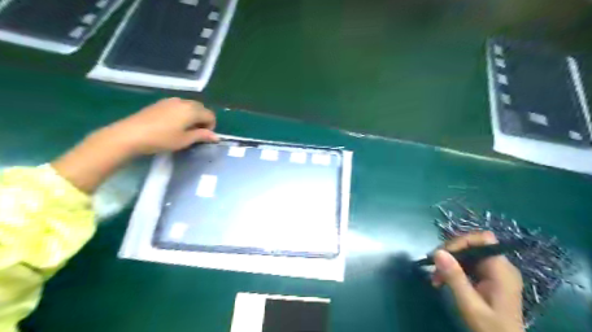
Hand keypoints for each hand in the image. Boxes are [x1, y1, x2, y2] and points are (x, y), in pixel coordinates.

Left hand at [53, 97, 217, 192]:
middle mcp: (183, 102)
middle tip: (195, 134)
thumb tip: (216, 137)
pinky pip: (179, 106)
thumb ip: (202, 136)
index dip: (211, 126)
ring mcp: (171, 101)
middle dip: (202, 120)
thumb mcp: (185, 140)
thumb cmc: (162, 139)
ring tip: (184, 130)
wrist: (130, 134)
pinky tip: (172, 125)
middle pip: (201, 108)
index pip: (210, 115)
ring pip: (190, 106)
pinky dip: (182, 114)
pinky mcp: (160, 103)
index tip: (203, 137)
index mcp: (192, 110)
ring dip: (192, 116)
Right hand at [433, 232, 524, 331]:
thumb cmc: (490, 328)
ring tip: (435, 278)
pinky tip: (442, 280)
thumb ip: (454, 277)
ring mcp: (494, 272)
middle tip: (434, 267)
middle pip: (472, 245)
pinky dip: (453, 269)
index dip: (462, 241)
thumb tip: (438, 252)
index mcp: (501, 270)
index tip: (443, 253)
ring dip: (448, 262)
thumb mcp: (469, 304)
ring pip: (467, 254)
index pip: (483, 240)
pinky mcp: (488, 278)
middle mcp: (500, 266)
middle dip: (450, 253)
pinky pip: (468, 264)